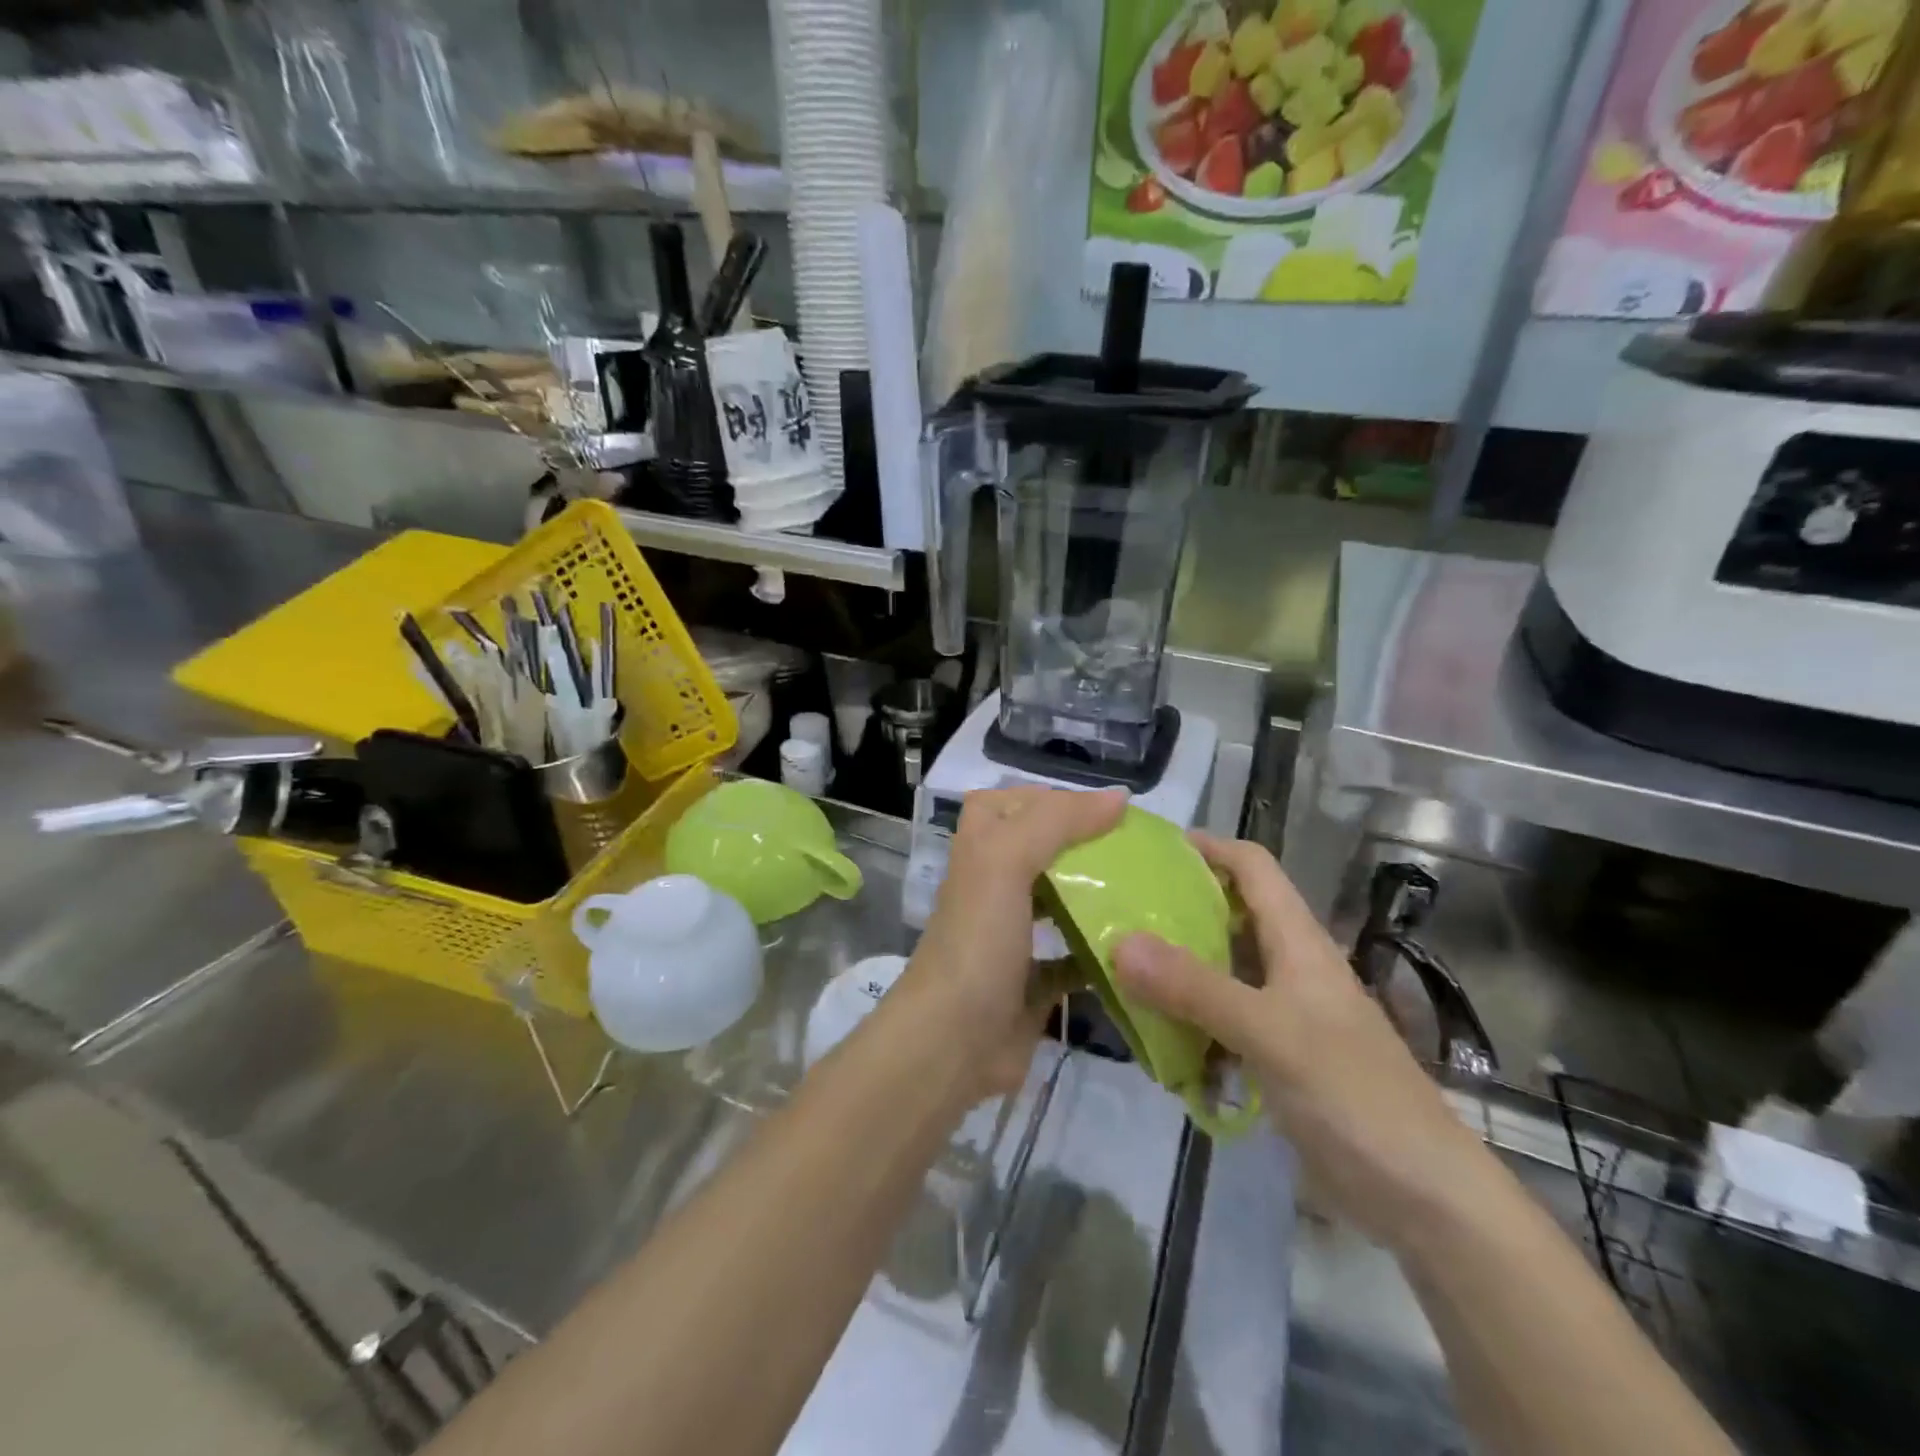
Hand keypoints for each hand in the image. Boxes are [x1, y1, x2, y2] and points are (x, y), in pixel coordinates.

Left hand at [898, 786, 1126, 1099]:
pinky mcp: (1031, 984)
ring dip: (1095, 896)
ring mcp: (1011, 938)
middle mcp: (993, 889)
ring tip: (1145, 891)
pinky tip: (1137, 950)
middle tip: (1137, 852)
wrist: (952, 1042)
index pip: (1009, 804)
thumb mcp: (1006, 861)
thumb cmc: (978, 940)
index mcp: (980, 852)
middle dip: (1085, 847)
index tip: (1105, 810)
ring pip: (1058, 903)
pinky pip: (1072, 961)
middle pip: (1040, 852)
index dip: (1051, 799)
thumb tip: (1118, 798)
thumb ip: (1057, 821)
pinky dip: (1100, 954)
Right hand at [1113, 833, 1487, 1246]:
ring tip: (1119, 971)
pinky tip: (1155, 1041)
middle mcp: (1290, 967)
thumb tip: (1120, 941)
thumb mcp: (1268, 1033)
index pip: (1252, 867)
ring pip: (1221, 971)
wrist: (1423, 1197)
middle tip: (1116, 913)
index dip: (1207, 847)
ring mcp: (1285, 1014)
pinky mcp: (1278, 1057)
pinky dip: (1189, 1024)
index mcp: (1298, 941)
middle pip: (1229, 916)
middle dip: (1176, 909)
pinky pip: (1222, 1023)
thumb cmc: (1353, 1095)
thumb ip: (1194, 987)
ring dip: (1176, 970)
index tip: (1148, 850)